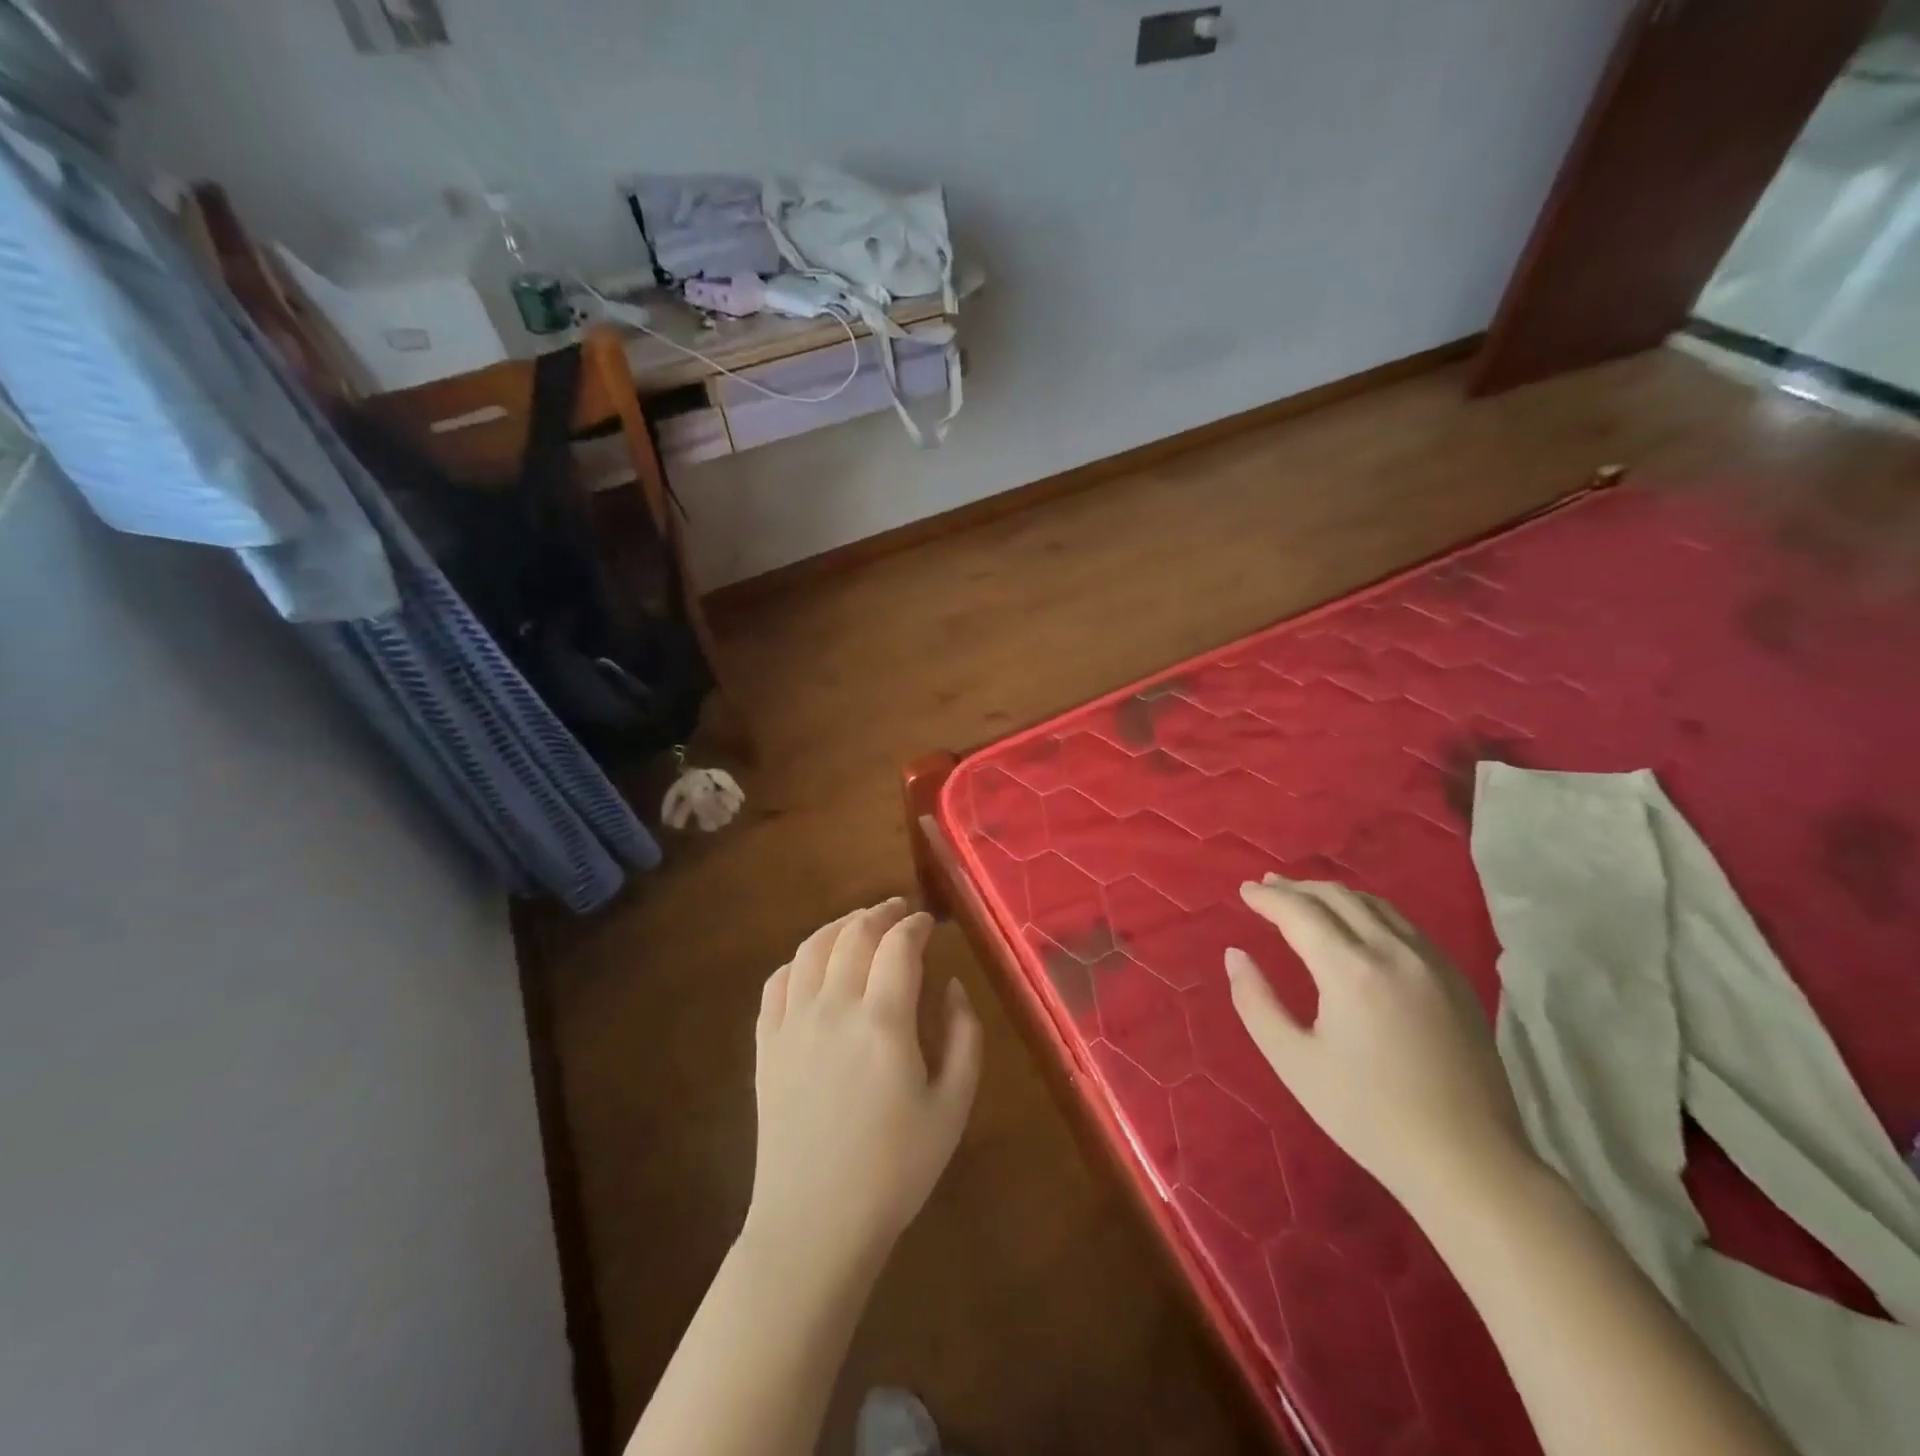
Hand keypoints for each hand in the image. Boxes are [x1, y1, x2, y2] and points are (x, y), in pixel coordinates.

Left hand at [748, 900, 982, 1275]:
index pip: (899, 945)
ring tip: (859, 924)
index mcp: (883, 1021)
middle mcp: (834, 1008)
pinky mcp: (766, 1045)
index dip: (917, 925)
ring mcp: (793, 1024)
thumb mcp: (953, 1106)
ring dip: (839, 926)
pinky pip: (777, 983)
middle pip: (854, 934)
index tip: (930, 923)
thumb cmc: (895, 1170)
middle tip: (899, 911)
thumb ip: (964, 1037)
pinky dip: (798, 960)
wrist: (815, 1223)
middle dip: (880, 913)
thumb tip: (951, 985)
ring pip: (811, 949)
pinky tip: (813, 964)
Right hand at [1226, 876, 1533, 1212]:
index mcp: (1351, 970)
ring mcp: (1432, 963)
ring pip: (1375, 905)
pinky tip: (1357, 926)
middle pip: (1338, 898)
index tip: (1244, 891)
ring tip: (1305, 898)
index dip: (1268, 898)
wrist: (1470, 1163)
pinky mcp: (1456, 980)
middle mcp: (1394, 952)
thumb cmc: (1369, 1116)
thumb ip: (1256, 1002)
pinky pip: (1403, 925)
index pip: (1300, 912)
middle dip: (1297, 888)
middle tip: (1266, 887)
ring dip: (1333, 895)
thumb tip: (1235, 955)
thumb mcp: (1295, 1062)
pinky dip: (1367, 911)